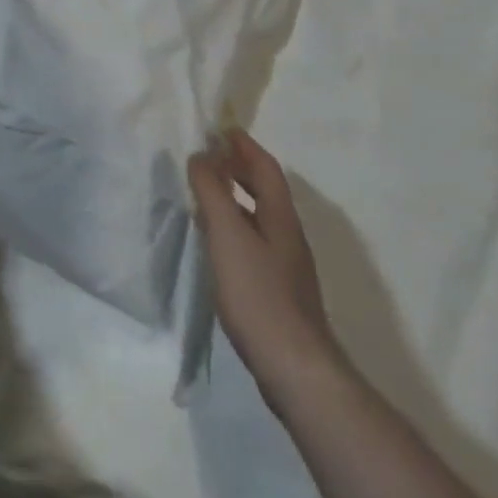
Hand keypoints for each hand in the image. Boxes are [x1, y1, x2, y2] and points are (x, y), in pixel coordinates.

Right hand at [189, 128, 337, 388]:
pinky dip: (234, 226)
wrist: (294, 368)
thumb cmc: (259, 294)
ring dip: (235, 197)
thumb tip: (202, 154)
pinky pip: (253, 241)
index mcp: (281, 216)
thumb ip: (212, 192)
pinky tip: (217, 241)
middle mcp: (287, 235)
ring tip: (206, 192)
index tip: (222, 129)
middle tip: (210, 155)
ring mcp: (285, 265)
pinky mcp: (277, 291)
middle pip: (265, 190)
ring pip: (259, 216)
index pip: (265, 167)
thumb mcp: (228, 235)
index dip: (244, 146)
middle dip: (240, 168)